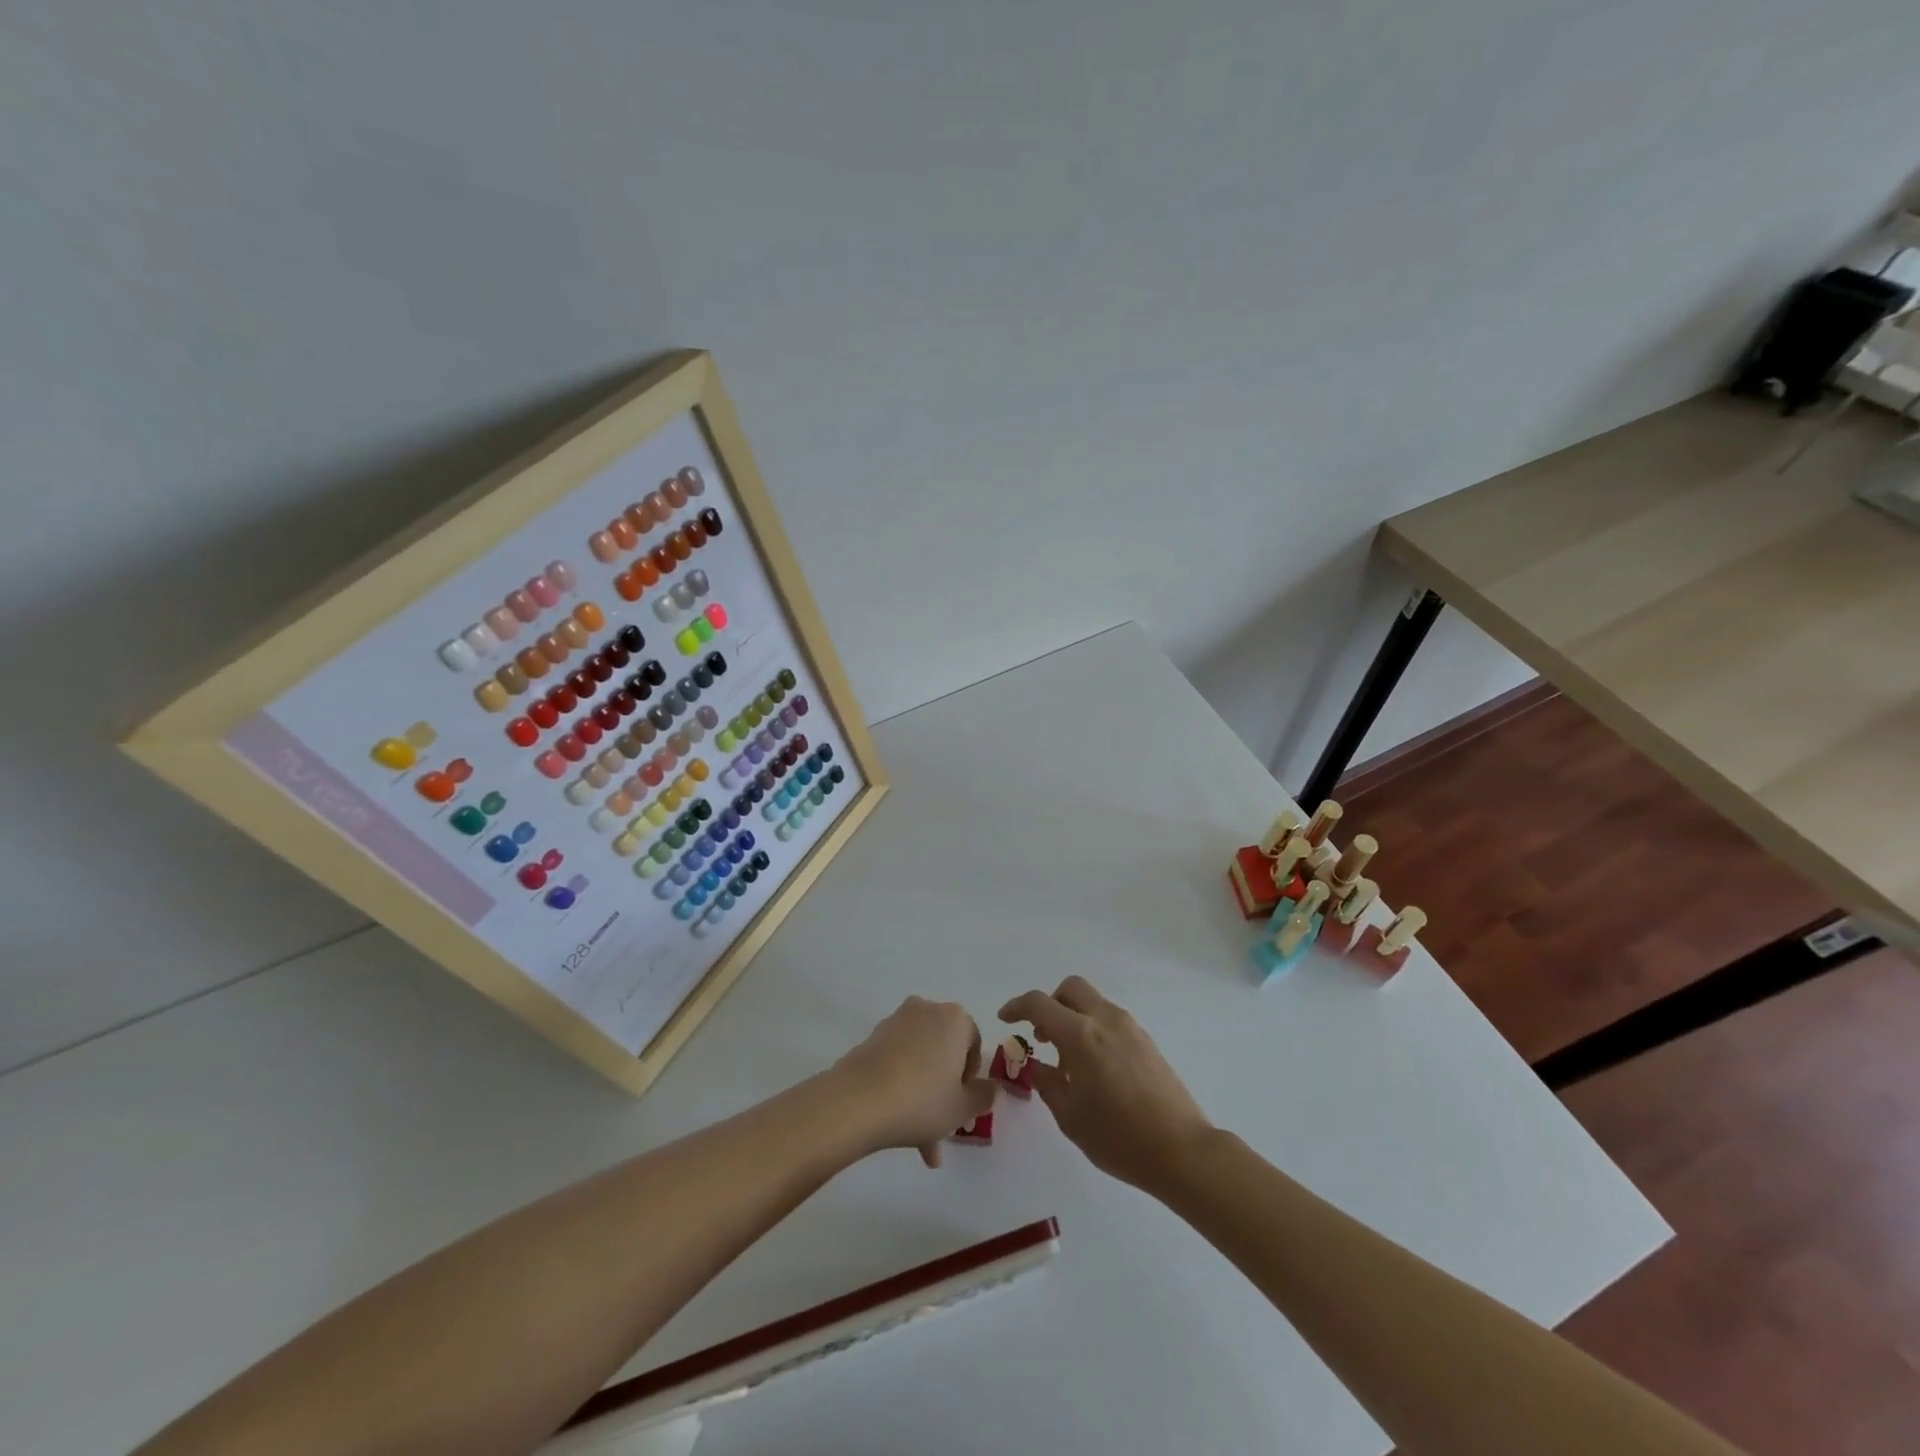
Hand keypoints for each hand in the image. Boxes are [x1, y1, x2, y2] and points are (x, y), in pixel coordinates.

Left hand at [833, 997, 996, 1167]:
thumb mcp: (963, 1108)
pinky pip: (897, 1062)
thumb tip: (989, 1088)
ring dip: (923, 1095)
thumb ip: (984, 1097)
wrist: (858, 1101)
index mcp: (955, 1018)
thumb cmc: (921, 1100)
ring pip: (920, 1060)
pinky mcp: (872, 1037)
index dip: (970, 1079)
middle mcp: (926, 1010)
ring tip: (919, 1142)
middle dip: (945, 1091)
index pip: (974, 1044)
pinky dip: (901, 1086)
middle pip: (944, 1052)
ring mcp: (896, 1021)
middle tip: (942, 1129)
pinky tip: (897, 1125)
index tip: (962, 1106)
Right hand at [999, 976, 1211, 1193]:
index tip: (1005, 1018)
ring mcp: (1130, 1027)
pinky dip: (1092, 1028)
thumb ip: (1047, 1083)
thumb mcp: (1070, 1117)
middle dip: (1050, 1004)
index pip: (1040, 1004)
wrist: (1182, 1150)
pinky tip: (1093, 1066)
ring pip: (1092, 1002)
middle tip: (1041, 1036)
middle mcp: (1105, 1020)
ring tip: (1067, 1059)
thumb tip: (1036, 1066)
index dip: (1017, 1006)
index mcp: (1081, 1035)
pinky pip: (1109, 1019)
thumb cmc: (1119, 1137)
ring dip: (1072, 1016)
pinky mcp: (1146, 1041)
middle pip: (1071, 988)